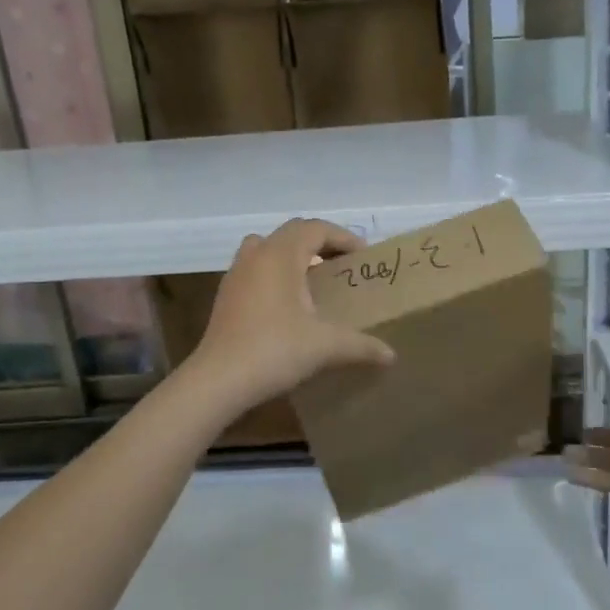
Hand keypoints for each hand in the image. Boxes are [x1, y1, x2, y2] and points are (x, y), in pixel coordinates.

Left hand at [187, 219, 395, 413]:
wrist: (218, 380)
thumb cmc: (274, 351)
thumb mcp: (325, 347)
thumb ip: (361, 346)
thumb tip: (391, 355)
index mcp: (280, 255)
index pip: (316, 228)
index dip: (343, 237)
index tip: (363, 257)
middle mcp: (256, 255)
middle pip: (292, 232)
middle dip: (320, 243)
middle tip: (343, 265)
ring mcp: (236, 274)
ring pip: (268, 247)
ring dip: (293, 255)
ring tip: (314, 279)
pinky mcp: (226, 295)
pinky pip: (255, 268)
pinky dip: (275, 273)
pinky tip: (288, 304)